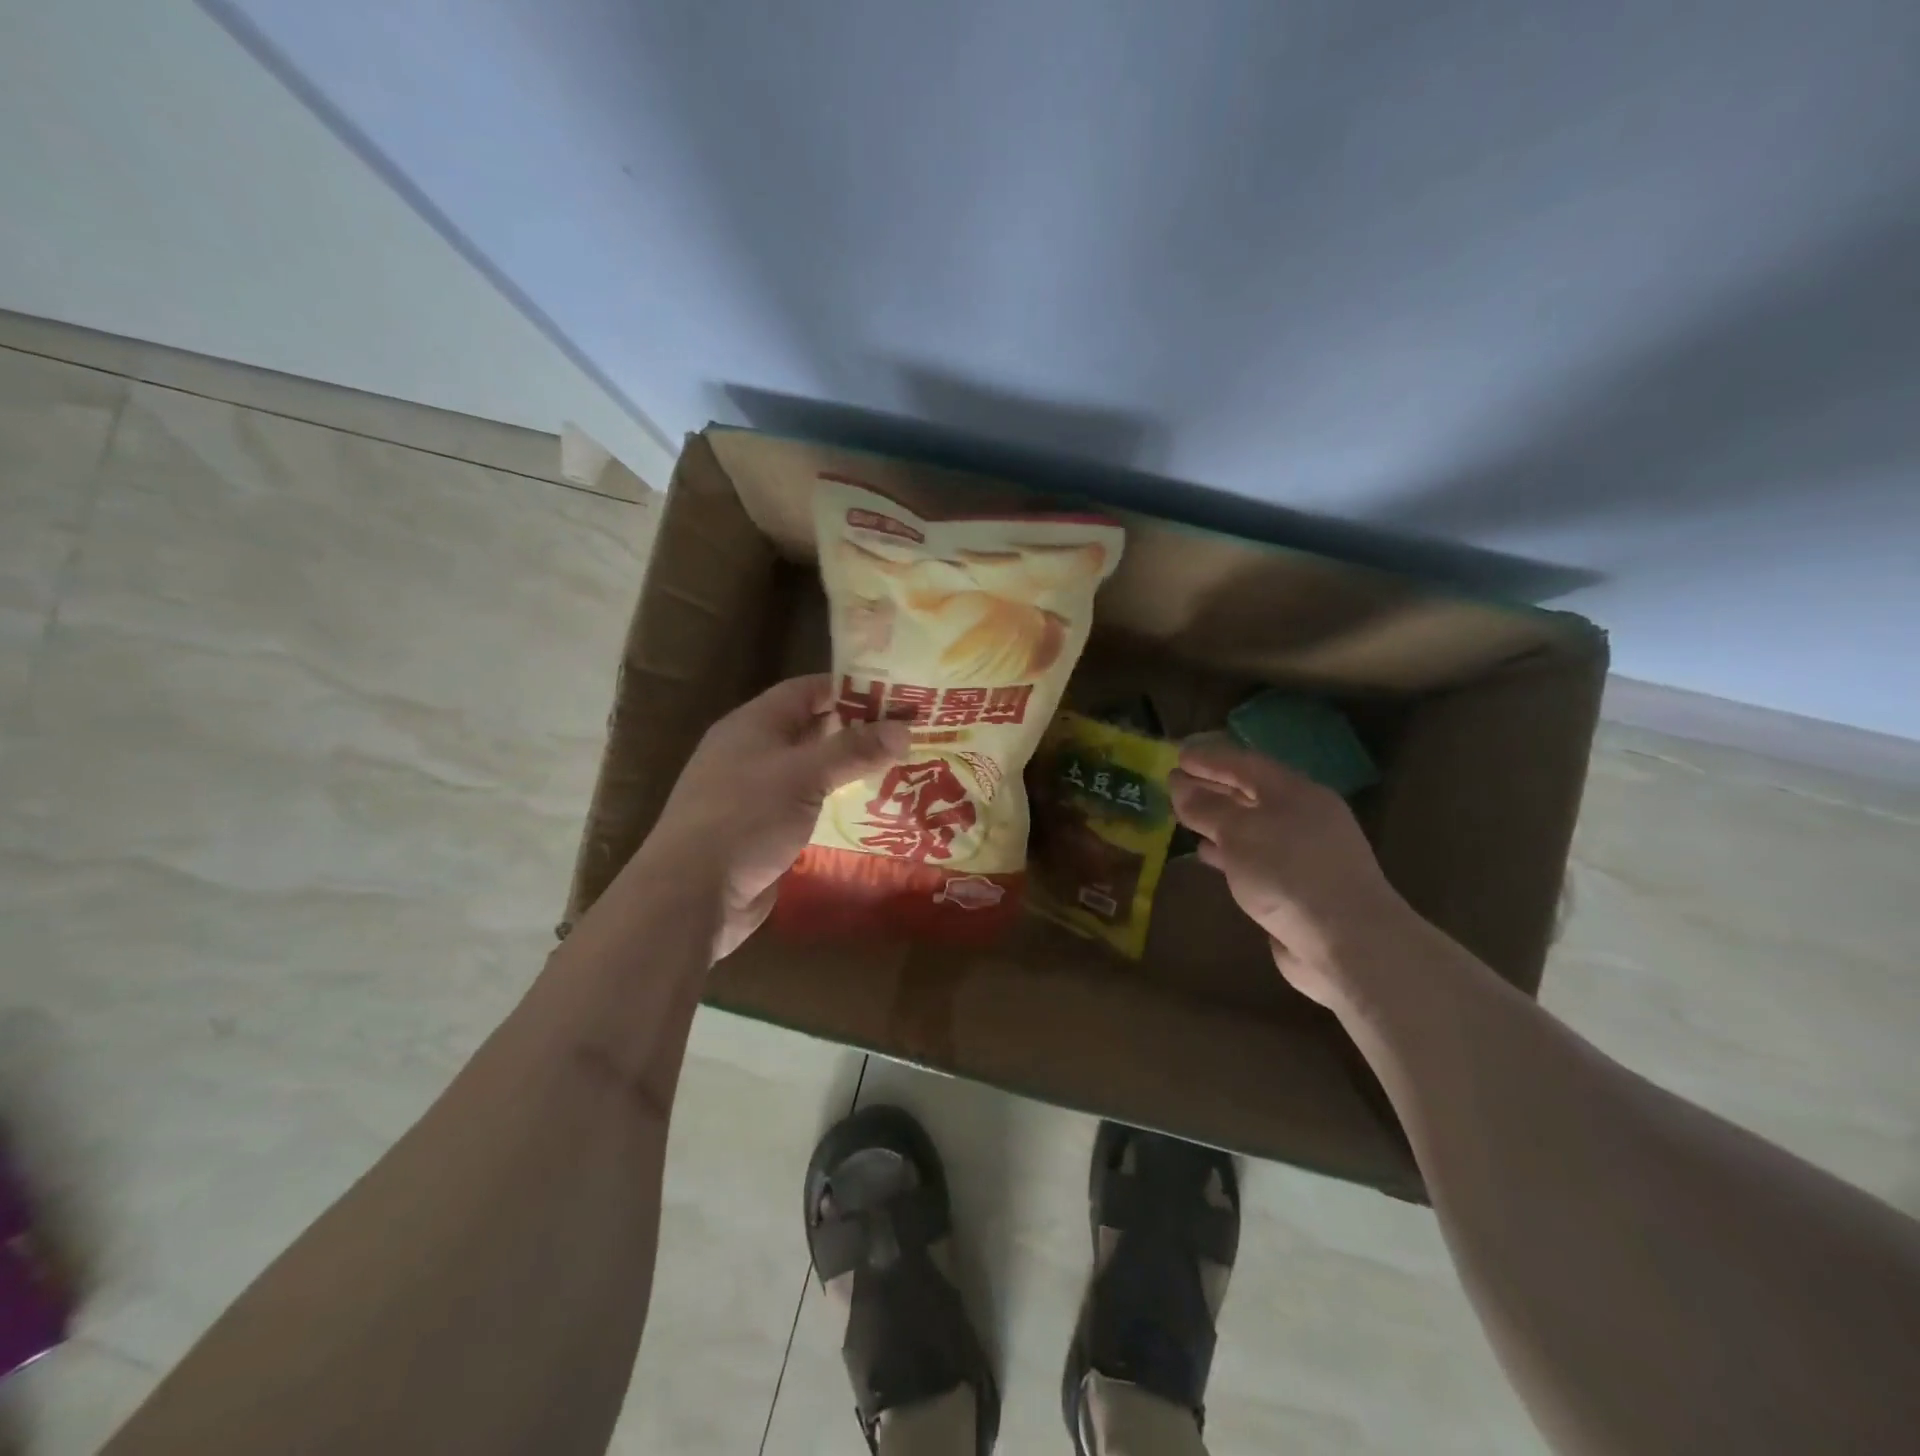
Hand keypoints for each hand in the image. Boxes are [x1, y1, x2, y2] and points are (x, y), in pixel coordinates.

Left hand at [646, 674, 909, 958]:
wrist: (692, 894)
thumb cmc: (745, 819)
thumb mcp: (803, 775)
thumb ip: (853, 750)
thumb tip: (905, 728)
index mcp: (753, 724)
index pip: (807, 690)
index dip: (850, 689)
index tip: (896, 697)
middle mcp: (752, 752)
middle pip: (811, 729)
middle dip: (857, 731)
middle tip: (908, 735)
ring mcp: (755, 793)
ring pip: (810, 770)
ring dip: (848, 770)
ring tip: (899, 771)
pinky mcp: (761, 830)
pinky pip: (805, 805)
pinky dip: (833, 804)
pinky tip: (868, 812)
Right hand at [1169, 741, 1407, 1007]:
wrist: (1345, 942)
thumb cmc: (1289, 873)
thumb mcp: (1239, 833)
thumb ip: (1206, 807)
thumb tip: (1179, 785)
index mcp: (1295, 792)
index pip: (1245, 763)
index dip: (1209, 758)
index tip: (1177, 755)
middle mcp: (1302, 816)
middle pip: (1250, 792)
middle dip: (1213, 786)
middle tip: (1175, 783)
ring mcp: (1303, 852)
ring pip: (1252, 826)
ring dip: (1218, 819)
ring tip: (1184, 816)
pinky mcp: (1297, 886)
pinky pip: (1254, 857)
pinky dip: (1228, 851)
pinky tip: (1206, 854)